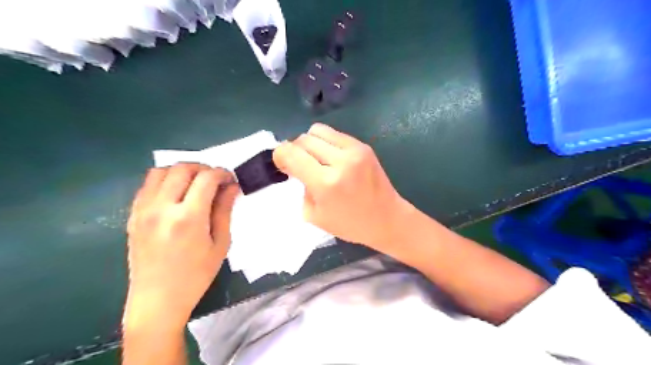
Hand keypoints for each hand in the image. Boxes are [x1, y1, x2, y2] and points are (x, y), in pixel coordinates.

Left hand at [121, 165, 237, 331]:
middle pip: (182, 169)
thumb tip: (231, 187)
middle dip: (203, 169)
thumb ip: (224, 210)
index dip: (222, 173)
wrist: (157, 300)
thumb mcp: (220, 244)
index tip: (230, 180)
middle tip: (215, 181)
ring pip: (161, 172)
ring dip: (181, 171)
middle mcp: (162, 208)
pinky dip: (164, 181)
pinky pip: (147, 185)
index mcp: (189, 218)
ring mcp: (143, 211)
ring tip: (194, 184)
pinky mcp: (133, 216)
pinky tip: (176, 194)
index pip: (206, 178)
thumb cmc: (196, 275)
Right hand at [272, 124, 404, 251]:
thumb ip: (302, 187)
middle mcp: (340, 161)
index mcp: (325, 183)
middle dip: (295, 150)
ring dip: (310, 143)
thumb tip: (296, 166)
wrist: (386, 218)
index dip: (280, 155)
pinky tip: (331, 157)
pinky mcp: (363, 146)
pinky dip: (326, 142)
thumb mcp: (315, 215)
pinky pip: (334, 134)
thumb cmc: (350, 224)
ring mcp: (354, 150)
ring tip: (316, 159)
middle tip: (299, 165)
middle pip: (303, 139)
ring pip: (317, 131)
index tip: (282, 164)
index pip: (291, 154)